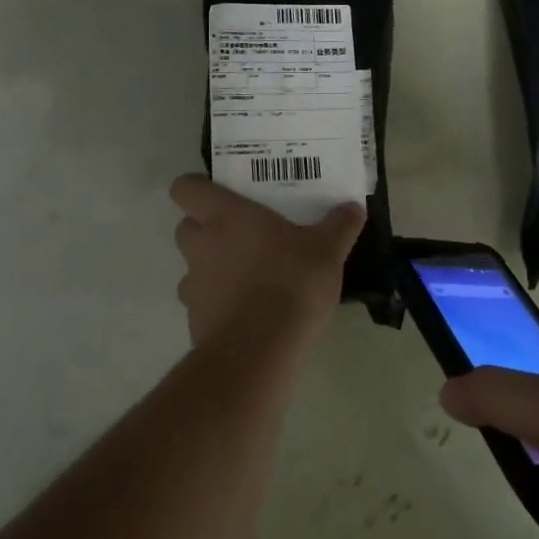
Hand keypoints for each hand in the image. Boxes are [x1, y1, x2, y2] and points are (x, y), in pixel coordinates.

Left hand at [169, 175, 364, 346]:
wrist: (261, 350)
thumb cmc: (291, 281)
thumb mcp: (328, 249)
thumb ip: (340, 225)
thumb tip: (353, 207)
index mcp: (225, 216)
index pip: (185, 188)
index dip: (197, 187)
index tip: (220, 192)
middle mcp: (202, 246)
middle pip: (185, 227)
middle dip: (205, 228)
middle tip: (241, 232)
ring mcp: (194, 286)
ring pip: (192, 268)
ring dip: (211, 268)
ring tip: (247, 275)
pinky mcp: (196, 322)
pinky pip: (203, 304)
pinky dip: (219, 304)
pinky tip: (249, 312)